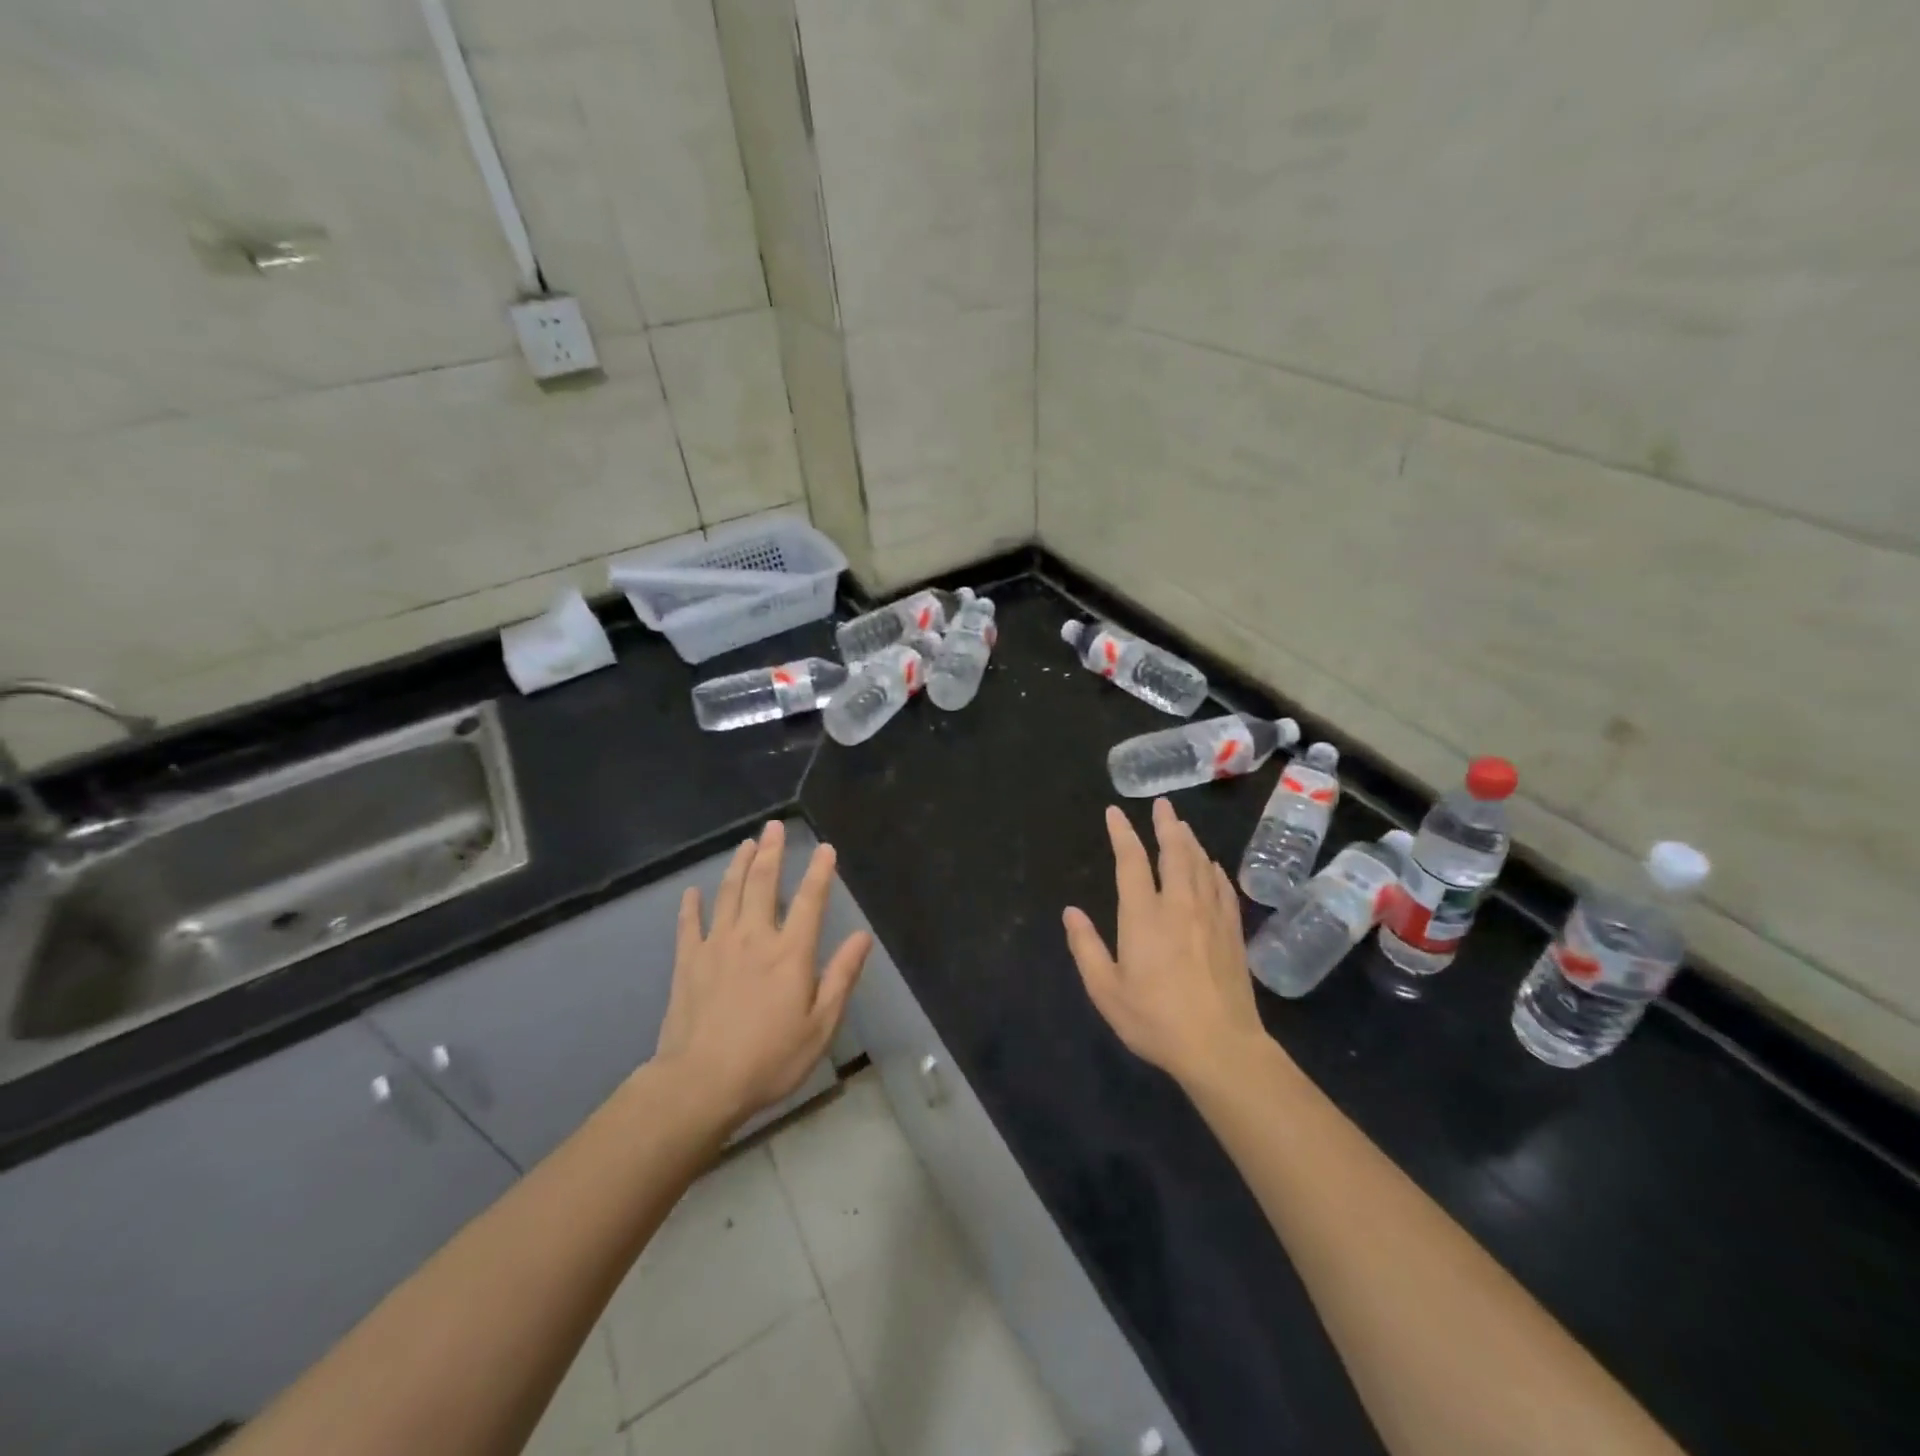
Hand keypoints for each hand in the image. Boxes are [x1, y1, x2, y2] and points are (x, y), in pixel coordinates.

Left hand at [657, 820, 870, 1131]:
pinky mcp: (687, 962)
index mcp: (790, 953)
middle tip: (774, 827)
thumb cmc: (770, 1059)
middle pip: (764, 884)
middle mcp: (754, 937)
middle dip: (772, 852)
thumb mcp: (820, 1025)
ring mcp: (717, 946)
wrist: (700, 1083)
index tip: (825, 848)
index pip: (810, 901)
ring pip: (728, 894)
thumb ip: (841, 977)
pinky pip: (689, 925)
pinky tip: (692, 892)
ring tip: (746, 844)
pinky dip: (691, 905)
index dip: (820, 872)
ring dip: (738, 866)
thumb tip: (863, 936)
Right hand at [1063, 799, 1267, 1089]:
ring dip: (1189, 841)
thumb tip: (1070, 912)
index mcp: (1144, 916)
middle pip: (1174, 853)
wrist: (1221, 1047)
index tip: (1115, 812)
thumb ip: (1086, 947)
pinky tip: (1212, 866)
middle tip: (1162, 804)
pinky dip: (1214, 870)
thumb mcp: (1106, 990)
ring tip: (1182, 826)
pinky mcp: (1232, 932)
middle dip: (1166, 825)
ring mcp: (1211, 916)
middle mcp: (1179, 905)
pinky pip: (1223, 888)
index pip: (1131, 862)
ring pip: (1201, 865)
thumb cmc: (1155, 1020)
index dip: (1122, 833)